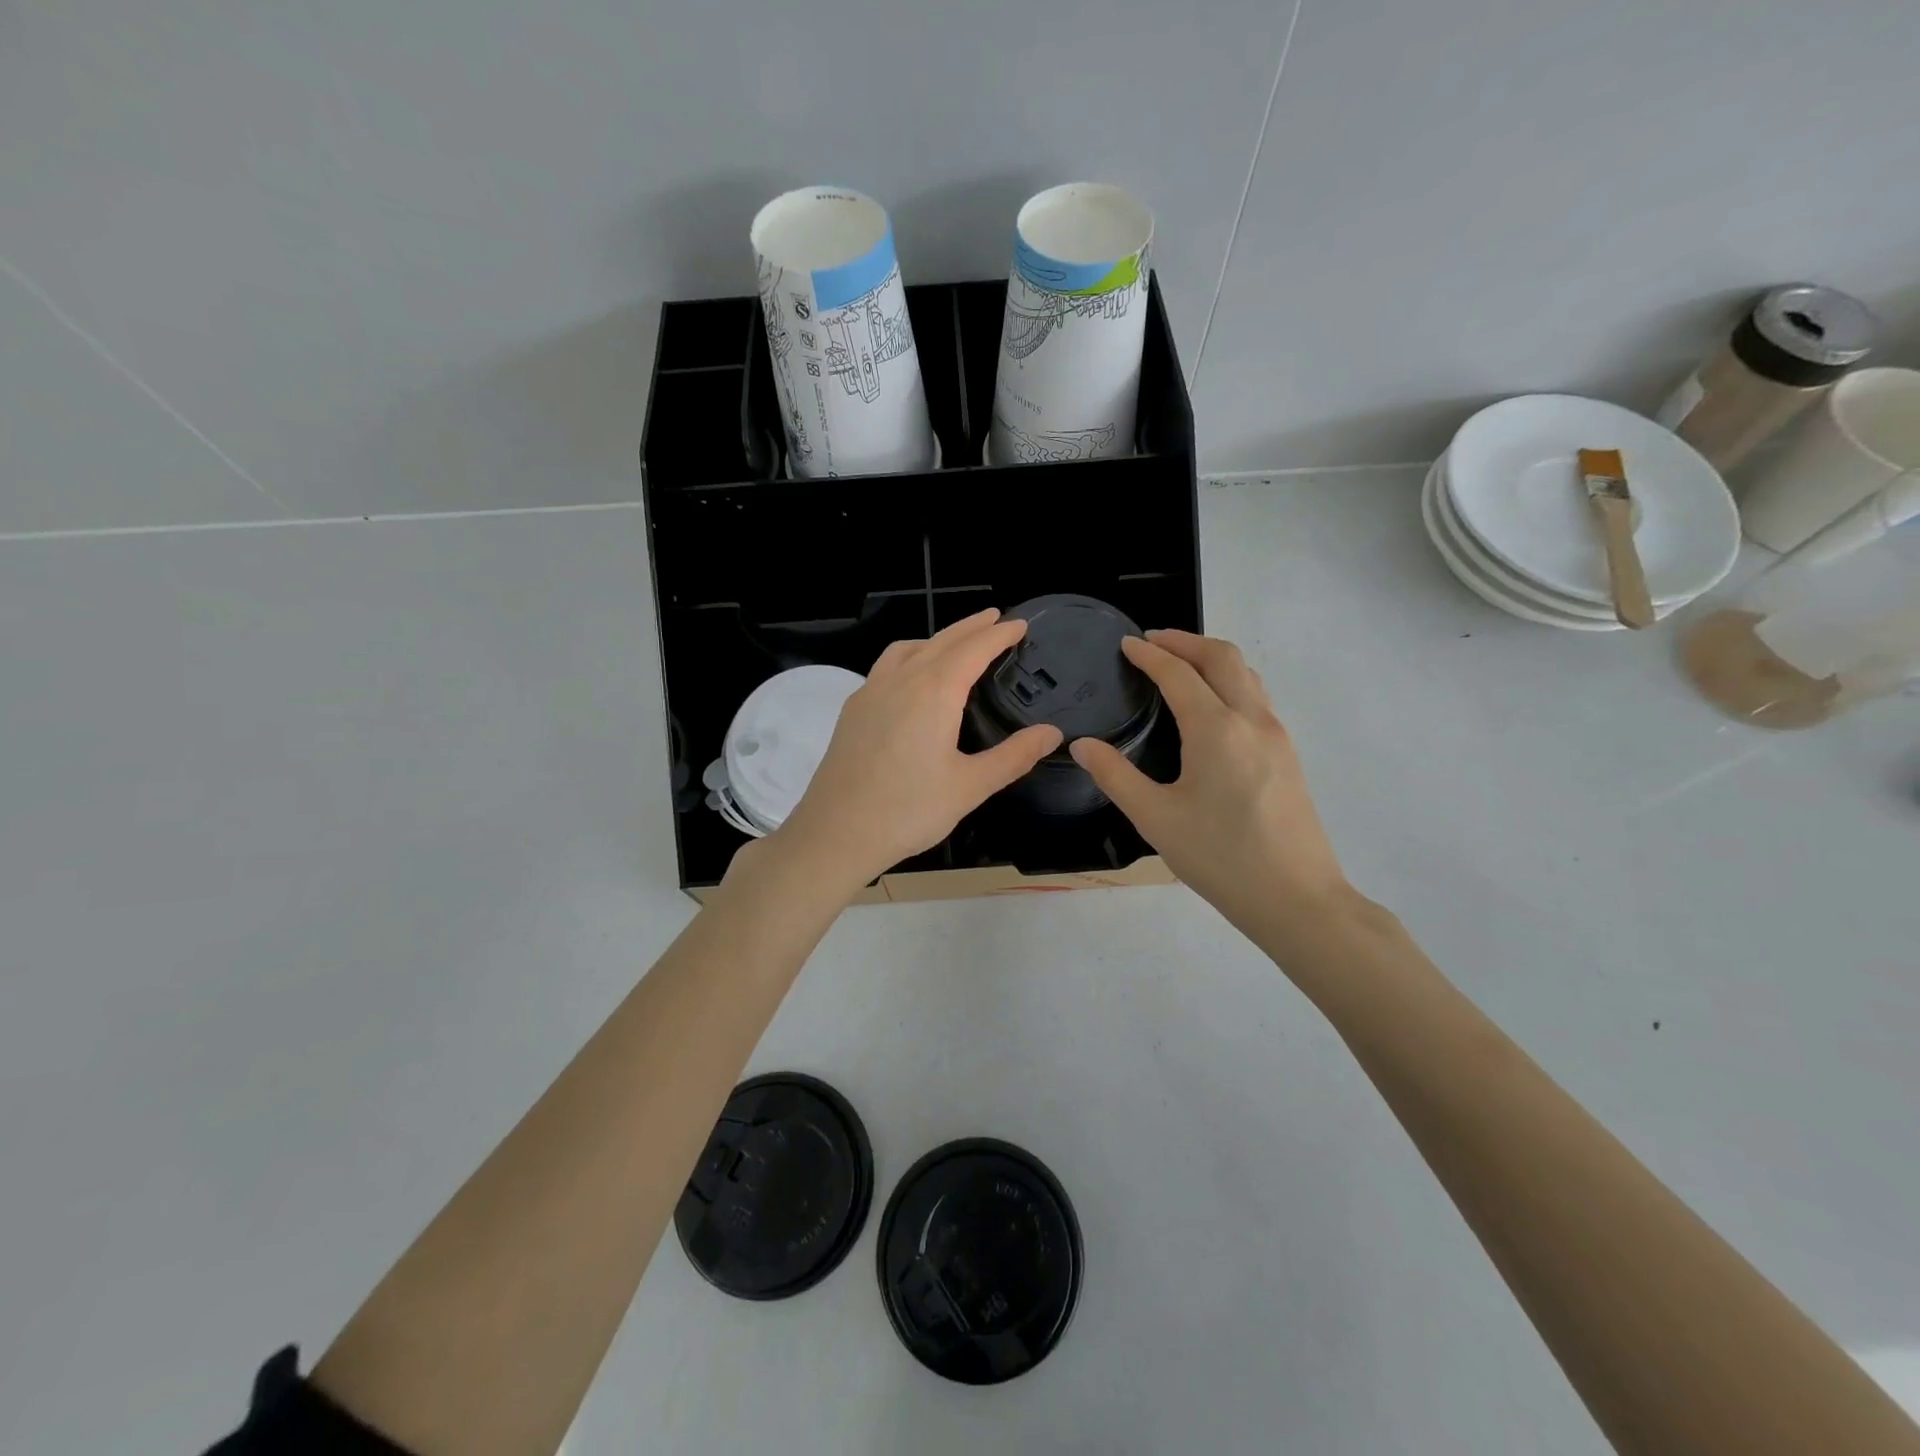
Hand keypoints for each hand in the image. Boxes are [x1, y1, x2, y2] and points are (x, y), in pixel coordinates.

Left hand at [769, 609, 1063, 891]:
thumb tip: (1052, 733)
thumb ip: (1013, 756)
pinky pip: (886, 666)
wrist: (835, 833)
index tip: (1020, 624)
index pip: (973, 650)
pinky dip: (909, 656)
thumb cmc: (908, 811)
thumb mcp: (970, 786)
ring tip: (955, 644)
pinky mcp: (852, 710)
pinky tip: (912, 680)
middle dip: (970, 628)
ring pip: (907, 649)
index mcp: (933, 692)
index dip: (999, 634)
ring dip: (936, 638)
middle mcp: (900, 681)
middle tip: (995, 618)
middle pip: (940, 641)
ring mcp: (870, 693)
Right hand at [1070, 630, 1353, 941]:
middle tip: (1152, 641)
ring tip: (1180, 664)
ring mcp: (1277, 735)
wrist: (1296, 898)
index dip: (1150, 654)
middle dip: (1185, 641)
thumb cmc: (1220, 858)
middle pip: (1222, 657)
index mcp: (1216, 729)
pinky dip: (1230, 680)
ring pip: (1246, 674)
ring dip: (1211, 657)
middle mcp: (1252, 720)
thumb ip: (1115, 776)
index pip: (1179, 674)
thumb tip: (1082, 745)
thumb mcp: (1156, 818)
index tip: (1126, 643)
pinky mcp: (1288, 754)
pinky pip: (1257, 697)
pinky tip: (1212, 705)